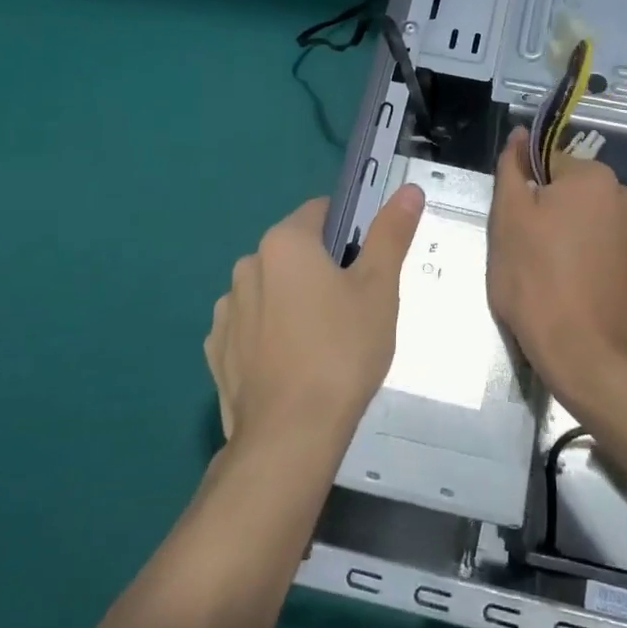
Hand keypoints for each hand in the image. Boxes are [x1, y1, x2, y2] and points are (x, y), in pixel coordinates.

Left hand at [205, 185, 424, 447]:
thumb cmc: (342, 351)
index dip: (352, 231)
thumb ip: (391, 234)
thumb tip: (410, 190)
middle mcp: (247, 266)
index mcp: (284, 242)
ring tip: (325, 345)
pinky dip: (271, 336)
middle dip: (324, 270)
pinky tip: (293, 367)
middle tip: (356, 309)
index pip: (322, 212)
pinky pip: (252, 328)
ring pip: (273, 290)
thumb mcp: (379, 288)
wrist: (289, 438)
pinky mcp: (217, 352)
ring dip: (295, 302)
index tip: (369, 265)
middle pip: (296, 252)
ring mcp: (226, 312)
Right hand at [487, 128, 626, 408]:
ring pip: (581, 217)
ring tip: (542, 269)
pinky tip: (564, 282)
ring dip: (560, 232)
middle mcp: (622, 194)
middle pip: (567, 188)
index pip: (546, 161)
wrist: (581, 350)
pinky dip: (579, 253)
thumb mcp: (508, 216)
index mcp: (594, 175)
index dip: (525, 189)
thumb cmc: (535, 276)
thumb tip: (521, 135)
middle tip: (523, 247)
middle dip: (544, 210)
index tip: (514, 222)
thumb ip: (512, 168)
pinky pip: (597, 242)